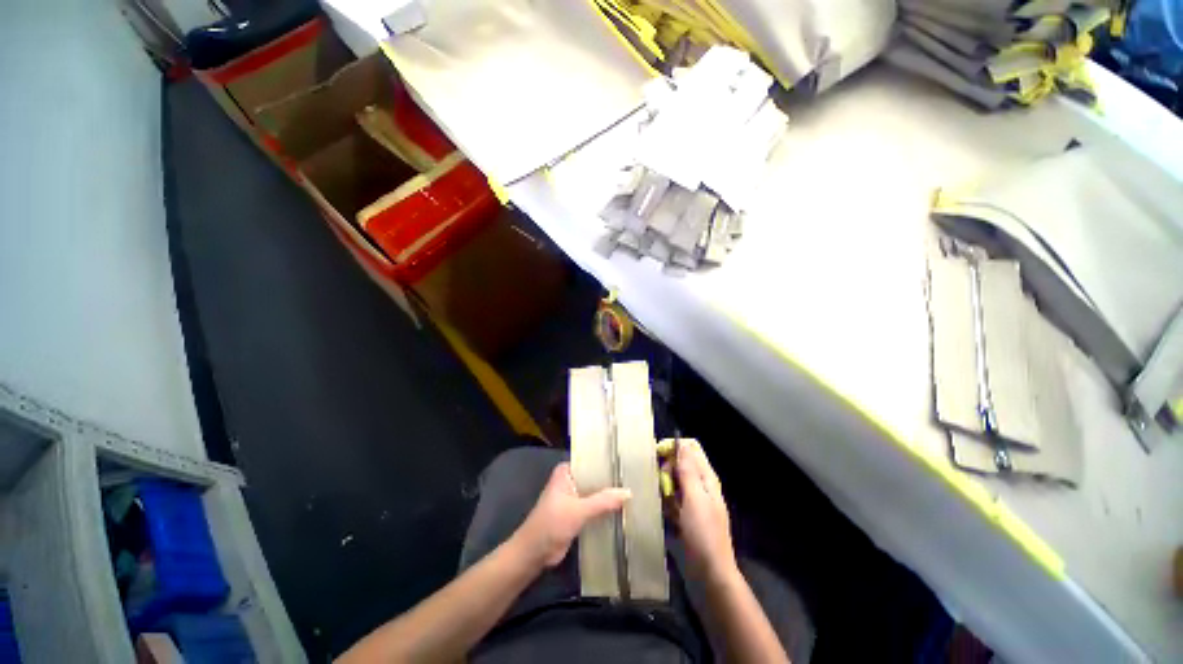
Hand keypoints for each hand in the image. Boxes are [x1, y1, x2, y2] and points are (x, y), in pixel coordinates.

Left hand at [513, 462, 630, 567]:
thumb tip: (628, 492)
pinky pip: (595, 507)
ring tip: (634, 491)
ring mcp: (574, 498)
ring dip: (609, 496)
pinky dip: (606, 509)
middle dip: (611, 480)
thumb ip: (603, 501)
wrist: (534, 553)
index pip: (590, 461)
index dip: (607, 462)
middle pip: (594, 477)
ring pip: (596, 493)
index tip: (627, 461)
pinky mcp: (577, 514)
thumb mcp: (578, 510)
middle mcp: (571, 481)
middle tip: (635, 477)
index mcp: (566, 472)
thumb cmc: (551, 524)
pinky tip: (624, 509)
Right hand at [672, 440, 736, 581]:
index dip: (674, 447)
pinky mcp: (684, 512)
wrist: (710, 573)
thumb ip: (688, 470)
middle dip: (667, 467)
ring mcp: (692, 499)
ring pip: (674, 479)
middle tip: (661, 482)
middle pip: (680, 462)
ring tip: (661, 497)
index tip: (659, 455)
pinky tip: (663, 508)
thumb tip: (682, 443)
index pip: (691, 447)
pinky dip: (666, 499)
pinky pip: (672, 497)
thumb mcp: (695, 498)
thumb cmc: (703, 533)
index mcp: (706, 477)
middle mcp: (700, 484)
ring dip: (665, 484)